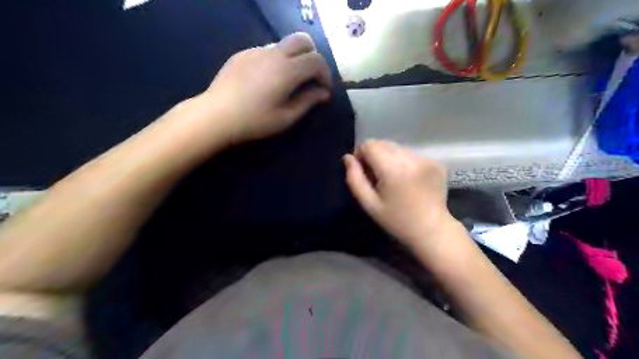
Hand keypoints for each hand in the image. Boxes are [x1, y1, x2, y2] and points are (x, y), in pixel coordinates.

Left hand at [199, 33, 331, 144]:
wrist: (216, 115)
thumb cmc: (254, 120)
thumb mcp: (286, 117)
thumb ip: (308, 101)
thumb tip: (323, 93)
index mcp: (287, 70)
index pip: (316, 60)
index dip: (325, 74)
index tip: (323, 90)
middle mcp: (274, 53)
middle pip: (303, 40)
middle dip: (313, 56)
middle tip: (310, 78)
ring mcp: (256, 50)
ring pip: (284, 44)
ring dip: (294, 57)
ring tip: (289, 81)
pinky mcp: (243, 54)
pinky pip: (267, 50)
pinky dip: (277, 60)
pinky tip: (268, 80)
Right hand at [344, 139, 453, 245]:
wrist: (432, 230)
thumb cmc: (396, 220)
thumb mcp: (369, 204)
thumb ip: (355, 179)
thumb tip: (348, 157)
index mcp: (393, 169)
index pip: (369, 145)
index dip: (361, 154)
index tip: (363, 171)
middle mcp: (411, 158)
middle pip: (383, 143)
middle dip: (375, 155)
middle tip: (377, 177)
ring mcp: (426, 159)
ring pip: (397, 147)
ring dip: (390, 158)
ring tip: (393, 179)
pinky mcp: (436, 162)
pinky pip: (411, 154)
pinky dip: (404, 162)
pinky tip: (408, 180)